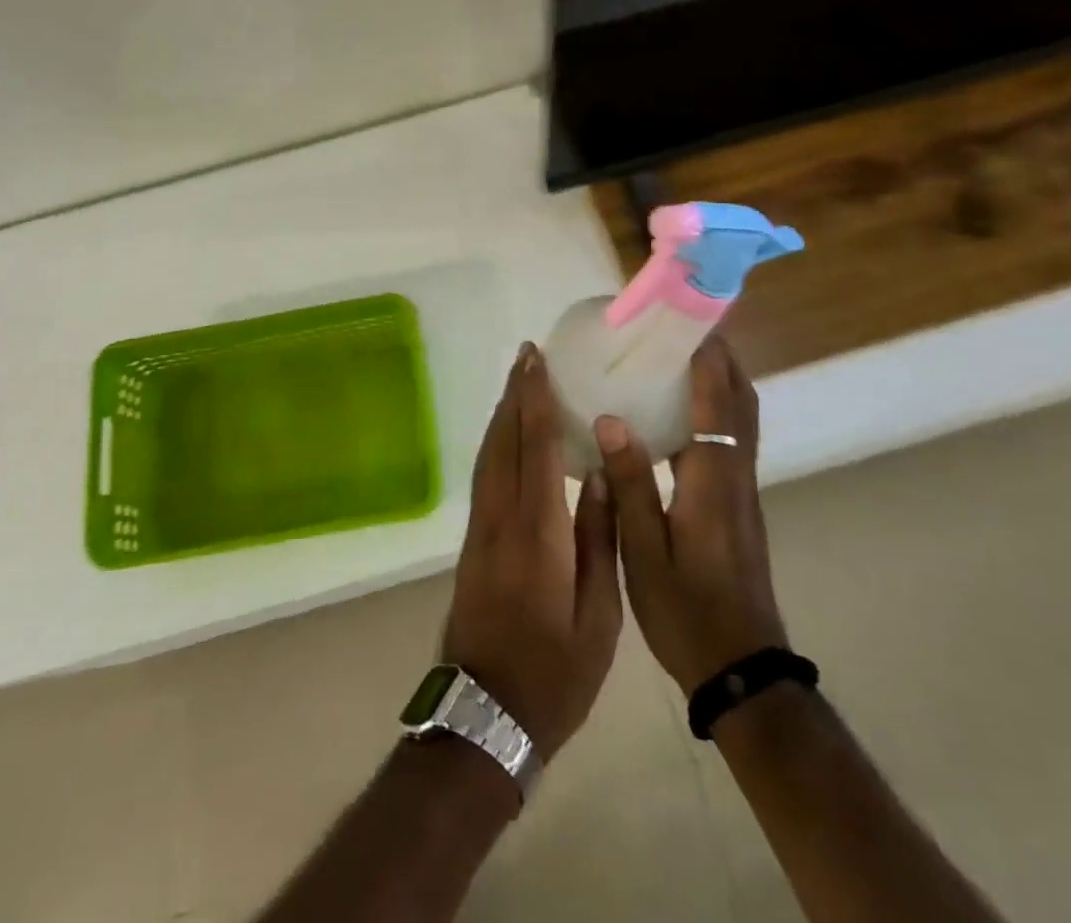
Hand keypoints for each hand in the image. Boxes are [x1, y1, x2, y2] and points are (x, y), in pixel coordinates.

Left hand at [441, 342, 622, 760]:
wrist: (485, 714)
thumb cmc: (554, 673)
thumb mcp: (597, 617)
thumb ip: (595, 540)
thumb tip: (594, 476)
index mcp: (536, 532)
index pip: (535, 448)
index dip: (536, 400)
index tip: (537, 361)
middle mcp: (501, 518)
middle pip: (504, 441)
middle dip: (515, 394)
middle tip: (528, 355)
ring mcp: (481, 529)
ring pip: (489, 455)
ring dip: (503, 414)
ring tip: (519, 382)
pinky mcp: (473, 542)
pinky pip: (485, 475)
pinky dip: (497, 443)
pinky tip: (509, 436)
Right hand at [594, 336, 786, 693]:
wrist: (741, 669)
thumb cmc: (686, 611)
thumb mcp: (642, 551)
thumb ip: (628, 482)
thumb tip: (611, 418)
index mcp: (713, 481)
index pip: (717, 403)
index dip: (706, 357)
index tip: (685, 319)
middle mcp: (736, 475)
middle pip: (741, 401)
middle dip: (721, 357)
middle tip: (682, 327)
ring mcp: (742, 491)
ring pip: (742, 419)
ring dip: (721, 379)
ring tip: (680, 356)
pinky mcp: (739, 504)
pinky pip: (733, 437)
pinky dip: (716, 408)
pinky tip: (680, 413)